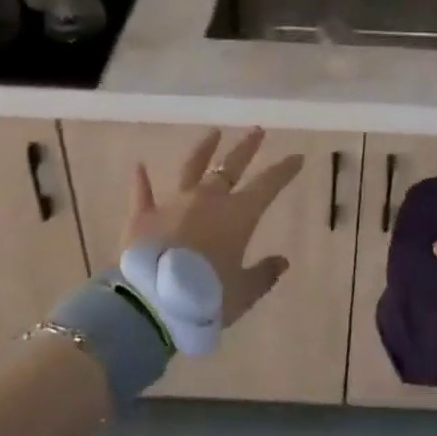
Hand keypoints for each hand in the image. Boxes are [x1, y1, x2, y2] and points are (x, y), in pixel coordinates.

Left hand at [123, 128, 303, 325]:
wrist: (152, 305)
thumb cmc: (205, 299)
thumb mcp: (242, 294)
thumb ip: (263, 275)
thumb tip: (282, 261)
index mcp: (238, 215)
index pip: (268, 185)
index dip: (284, 170)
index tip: (297, 157)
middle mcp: (207, 200)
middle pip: (230, 167)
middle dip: (246, 148)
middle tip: (257, 130)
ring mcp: (173, 204)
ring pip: (191, 169)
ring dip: (203, 150)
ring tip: (213, 133)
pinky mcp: (142, 216)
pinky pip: (142, 193)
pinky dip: (141, 181)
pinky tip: (139, 166)